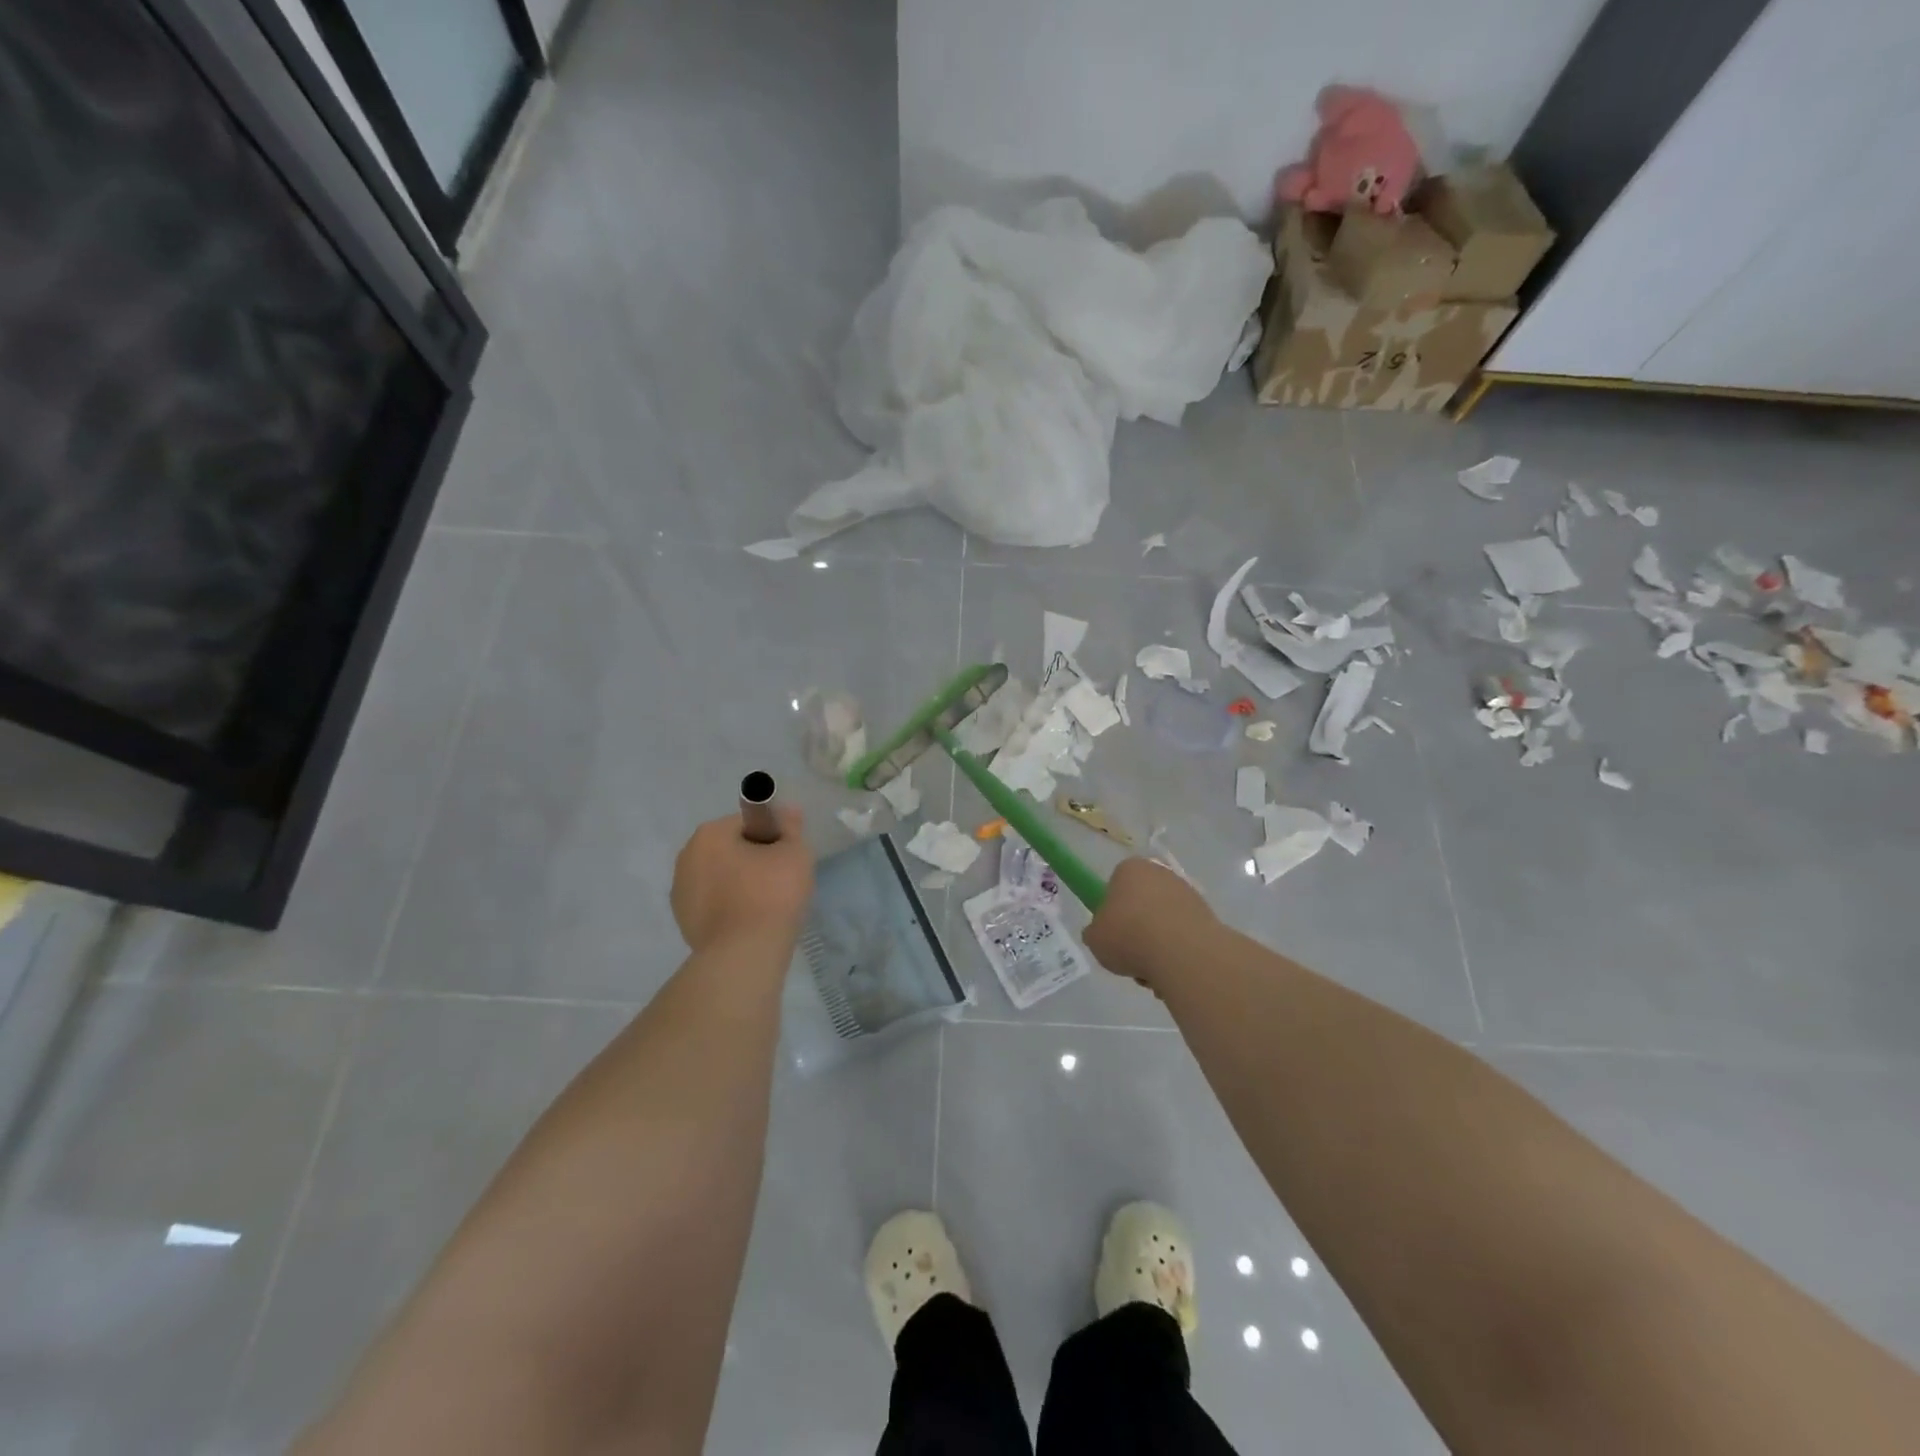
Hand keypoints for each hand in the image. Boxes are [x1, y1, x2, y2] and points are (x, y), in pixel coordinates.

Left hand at [671, 808, 814, 953]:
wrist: (744, 954)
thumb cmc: (771, 894)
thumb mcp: (794, 853)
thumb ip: (791, 827)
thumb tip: (787, 809)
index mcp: (709, 834)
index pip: (748, 823)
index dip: (772, 837)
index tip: (787, 857)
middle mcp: (686, 857)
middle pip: (730, 849)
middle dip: (753, 859)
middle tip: (781, 880)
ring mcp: (680, 892)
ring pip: (720, 877)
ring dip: (740, 884)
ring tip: (766, 905)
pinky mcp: (683, 922)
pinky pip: (713, 903)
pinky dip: (730, 907)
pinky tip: (750, 922)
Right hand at [1085, 857, 1217, 992]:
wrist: (1181, 953)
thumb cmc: (1129, 936)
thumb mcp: (1095, 938)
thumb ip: (1096, 932)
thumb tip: (1103, 933)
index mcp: (1130, 869)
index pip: (1116, 884)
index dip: (1112, 911)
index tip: (1112, 933)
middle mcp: (1161, 873)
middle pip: (1143, 903)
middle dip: (1138, 929)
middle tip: (1131, 955)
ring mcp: (1188, 893)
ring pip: (1164, 922)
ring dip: (1158, 945)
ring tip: (1152, 971)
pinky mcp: (1209, 916)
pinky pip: (1185, 936)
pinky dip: (1178, 953)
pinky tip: (1172, 972)